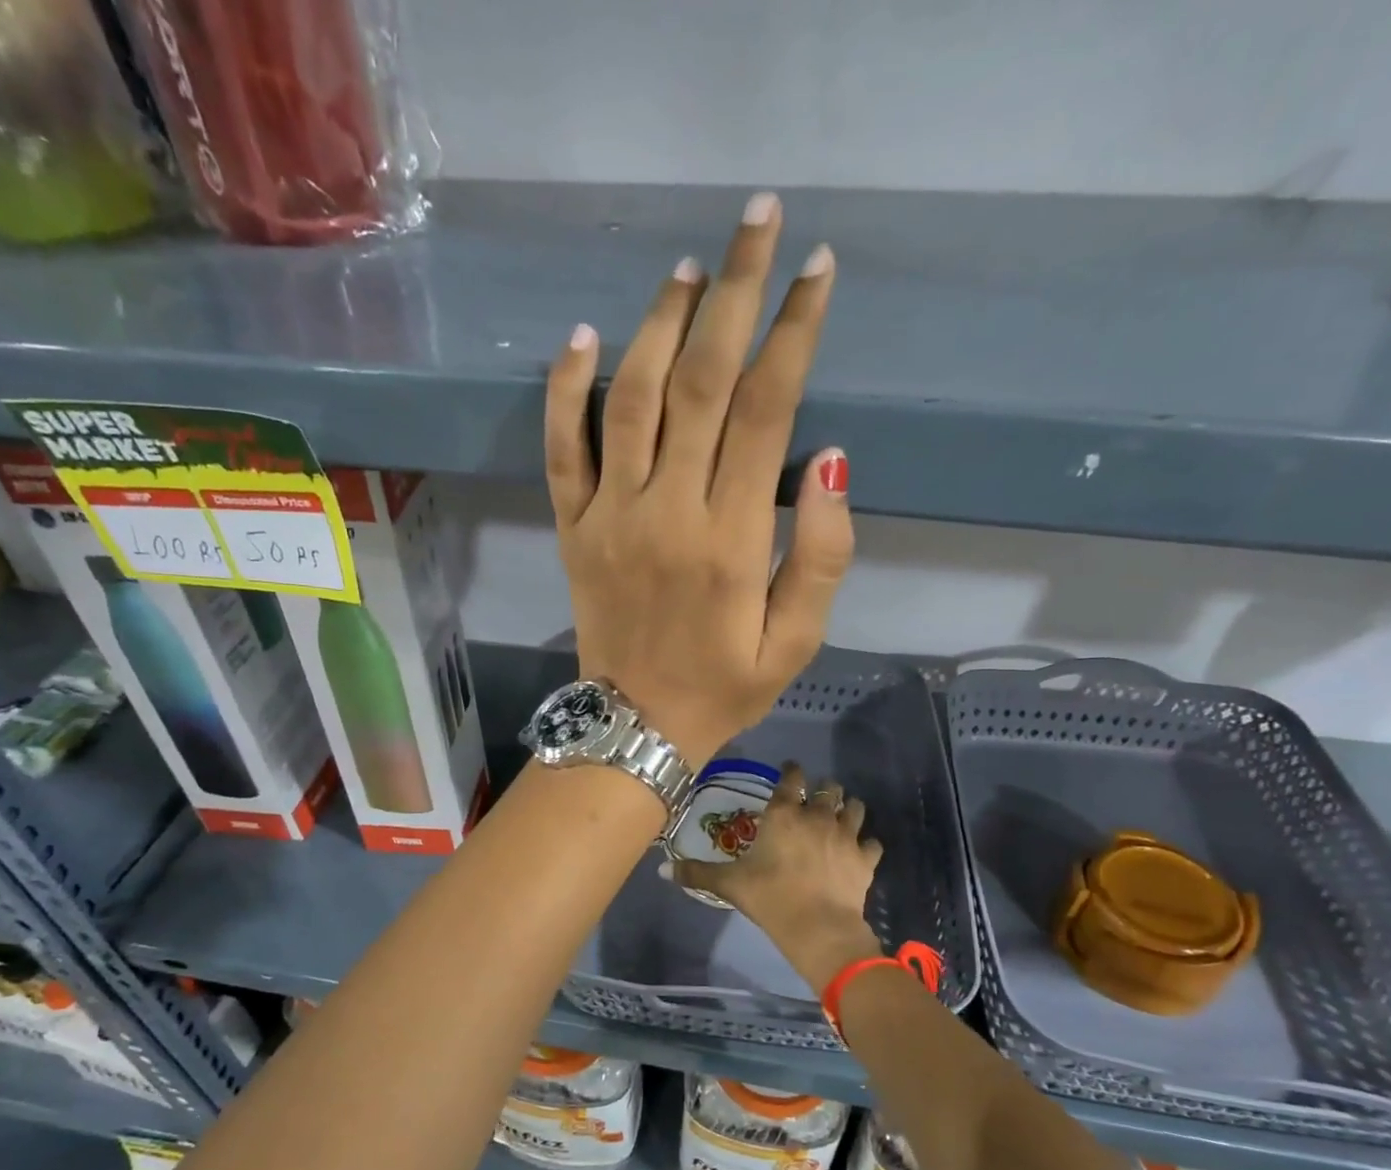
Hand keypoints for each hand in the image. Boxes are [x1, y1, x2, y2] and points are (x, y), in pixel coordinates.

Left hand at [544, 192, 854, 766]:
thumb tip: (829, 457)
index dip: (794, 330)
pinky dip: (565, 389)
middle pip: (702, 381)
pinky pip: (562, 448)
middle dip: (735, 292)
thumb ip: (823, 553)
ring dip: (661, 323)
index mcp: (732, 538)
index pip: (766, 408)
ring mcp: (610, 516)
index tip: (816, 270)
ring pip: (631, 397)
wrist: (636, 726)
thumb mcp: (799, 640)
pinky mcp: (573, 529)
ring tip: (690, 270)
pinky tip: (582, 336)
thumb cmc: (726, 686)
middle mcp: (668, 511)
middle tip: (757, 222)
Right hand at [669, 764, 882, 993]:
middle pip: (828, 788)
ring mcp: (846, 835)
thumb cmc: (770, 898)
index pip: (791, 779)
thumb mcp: (728, 885)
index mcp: (783, 815)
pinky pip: (872, 843)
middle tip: (815, 798)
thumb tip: (662, 868)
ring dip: (848, 808)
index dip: (791, 772)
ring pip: (855, 807)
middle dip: (823, 789)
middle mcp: (817, 816)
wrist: (818, 928)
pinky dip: (867, 844)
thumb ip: (696, 872)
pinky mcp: (866, 858)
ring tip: (841, 814)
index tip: (790, 772)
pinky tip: (860, 851)